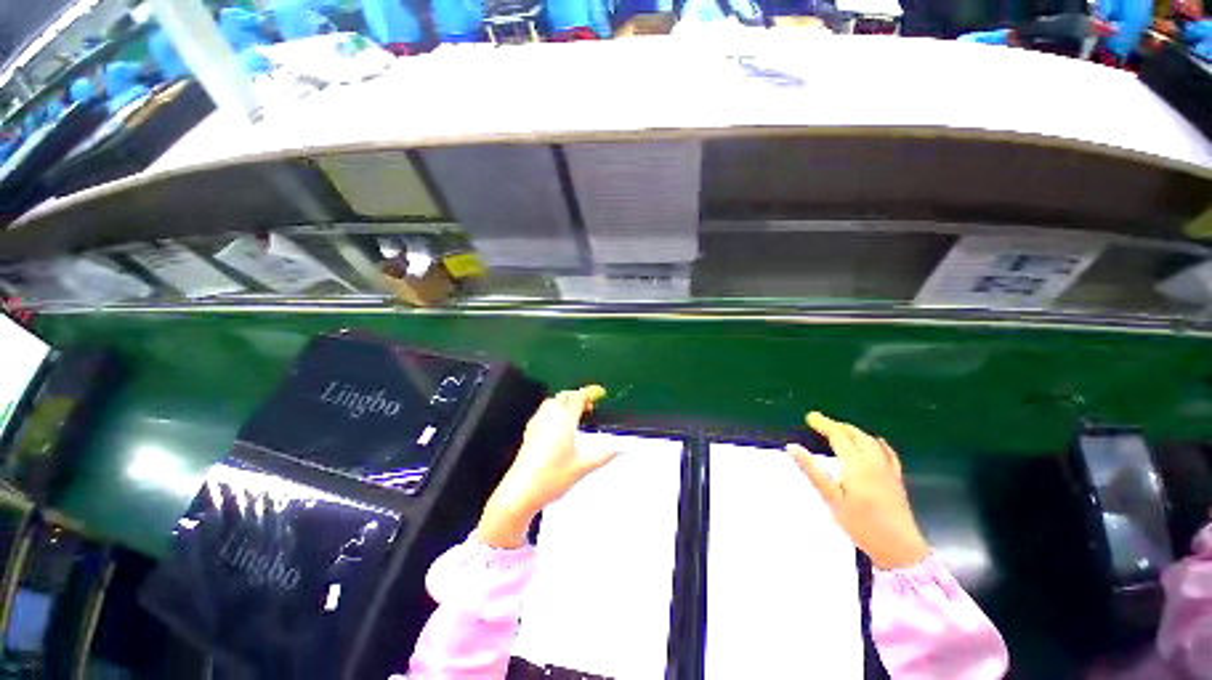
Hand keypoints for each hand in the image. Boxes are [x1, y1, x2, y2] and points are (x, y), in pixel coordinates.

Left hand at [476, 386, 617, 547]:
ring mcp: (536, 423)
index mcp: (563, 420)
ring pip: (552, 402)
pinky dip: (555, 410)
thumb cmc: (552, 477)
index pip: (578, 397)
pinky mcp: (529, 432)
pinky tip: (559, 425)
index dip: (590, 392)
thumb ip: (604, 455)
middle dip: (578, 396)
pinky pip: (544, 411)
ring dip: (565, 402)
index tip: (600, 392)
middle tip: (590, 405)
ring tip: (576, 414)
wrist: (520, 492)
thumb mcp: (583, 467)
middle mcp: (549, 416)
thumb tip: (621, 448)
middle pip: (564, 396)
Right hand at [786, 412, 930, 569]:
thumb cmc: (861, 524)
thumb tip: (793, 447)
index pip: (838, 435)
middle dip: (837, 425)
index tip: (810, 417)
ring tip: (840, 431)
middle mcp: (873, 461)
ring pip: (870, 440)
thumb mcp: (831, 498)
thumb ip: (812, 470)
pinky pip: (887, 451)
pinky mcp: (896, 478)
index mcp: (856, 463)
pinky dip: (876, 442)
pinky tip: (875, 442)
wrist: (900, 548)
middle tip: (821, 423)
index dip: (824, 424)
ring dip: (853, 431)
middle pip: (855, 434)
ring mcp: (887, 469)